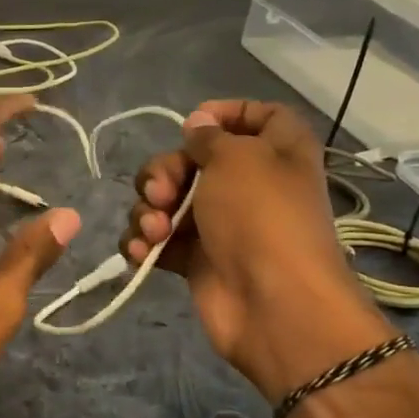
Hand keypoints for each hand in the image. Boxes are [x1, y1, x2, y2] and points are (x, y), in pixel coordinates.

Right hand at [119, 99, 390, 400]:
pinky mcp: (195, 259)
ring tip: (155, 232)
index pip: (256, 116)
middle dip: (163, 172)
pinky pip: (157, 238)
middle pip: (191, 160)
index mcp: (275, 151)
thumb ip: (210, 137)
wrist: (272, 303)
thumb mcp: (237, 158)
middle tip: (162, 191)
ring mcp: (219, 224)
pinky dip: (143, 242)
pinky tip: (143, 252)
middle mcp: (248, 184)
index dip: (225, 113)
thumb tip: (198, 125)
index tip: (193, 124)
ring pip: (165, 200)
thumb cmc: (261, 217)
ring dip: (148, 210)